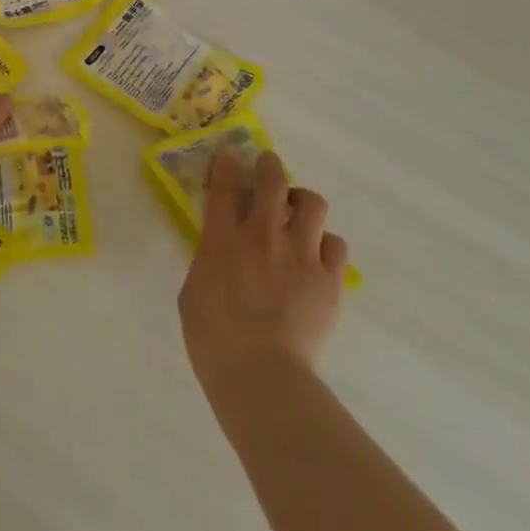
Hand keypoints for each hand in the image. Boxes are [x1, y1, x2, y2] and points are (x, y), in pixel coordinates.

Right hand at [179, 148, 348, 390]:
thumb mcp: (194, 290)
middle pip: (272, 180)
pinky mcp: (329, 278)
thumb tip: (218, 250)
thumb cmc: (213, 339)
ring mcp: (300, 253)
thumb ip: (208, 260)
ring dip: (302, 202)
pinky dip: (325, 244)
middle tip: (267, 170)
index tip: (230, 155)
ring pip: (312, 203)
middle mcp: (263, 234)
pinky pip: (335, 244)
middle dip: (269, 167)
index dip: (227, 163)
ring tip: (297, 214)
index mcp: (222, 238)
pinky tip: (317, 256)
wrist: (261, 375)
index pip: (224, 184)